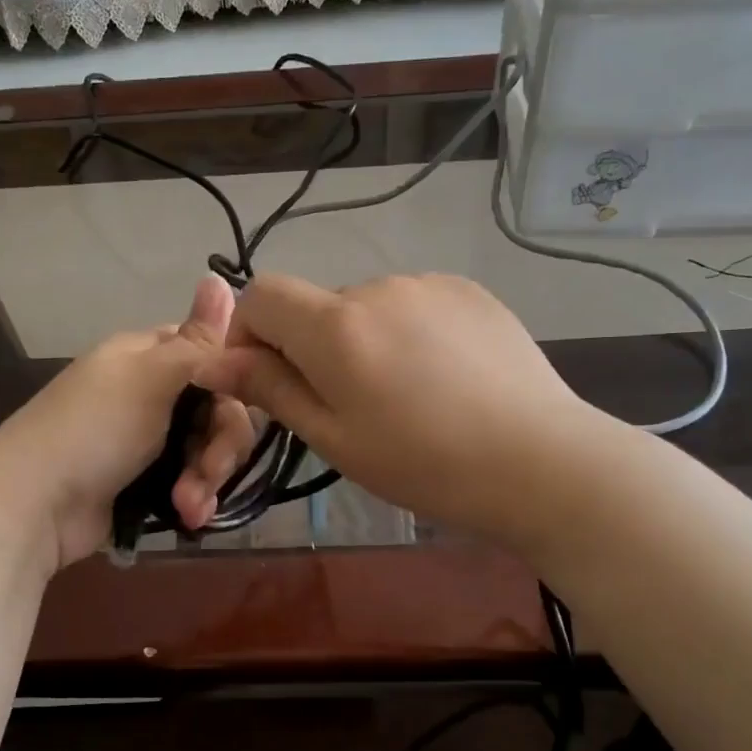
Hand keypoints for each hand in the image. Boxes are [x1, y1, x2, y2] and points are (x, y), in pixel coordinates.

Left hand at [0, 276, 258, 569]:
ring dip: (208, 479)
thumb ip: (197, 341)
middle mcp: (153, 392)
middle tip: (209, 470)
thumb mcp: (150, 377)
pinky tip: (188, 517)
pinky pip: (193, 482)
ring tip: (189, 506)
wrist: (37, 506)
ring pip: (209, 450)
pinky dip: (195, 499)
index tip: (245, 402)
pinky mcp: (150, 482)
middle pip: (219, 409)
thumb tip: (219, 277)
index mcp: (150, 356)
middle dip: (221, 445)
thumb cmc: (94, 429)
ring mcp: (151, 440)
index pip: (213, 354)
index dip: (235, 380)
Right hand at [194, 272, 602, 549]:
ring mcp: (430, 284)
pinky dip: (408, 334)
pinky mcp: (470, 292)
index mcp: (336, 326)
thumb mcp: (335, 439)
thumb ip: (272, 390)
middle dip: (312, 349)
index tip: (267, 381)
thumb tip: (212, 361)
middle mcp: (378, 287)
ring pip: (368, 308)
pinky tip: (443, 379)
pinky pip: (414, 306)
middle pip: (317, 307)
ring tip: (406, 399)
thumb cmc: (425, 465)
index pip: (260, 294)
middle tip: (350, 411)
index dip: (249, 333)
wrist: (540, 461)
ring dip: (364, 342)